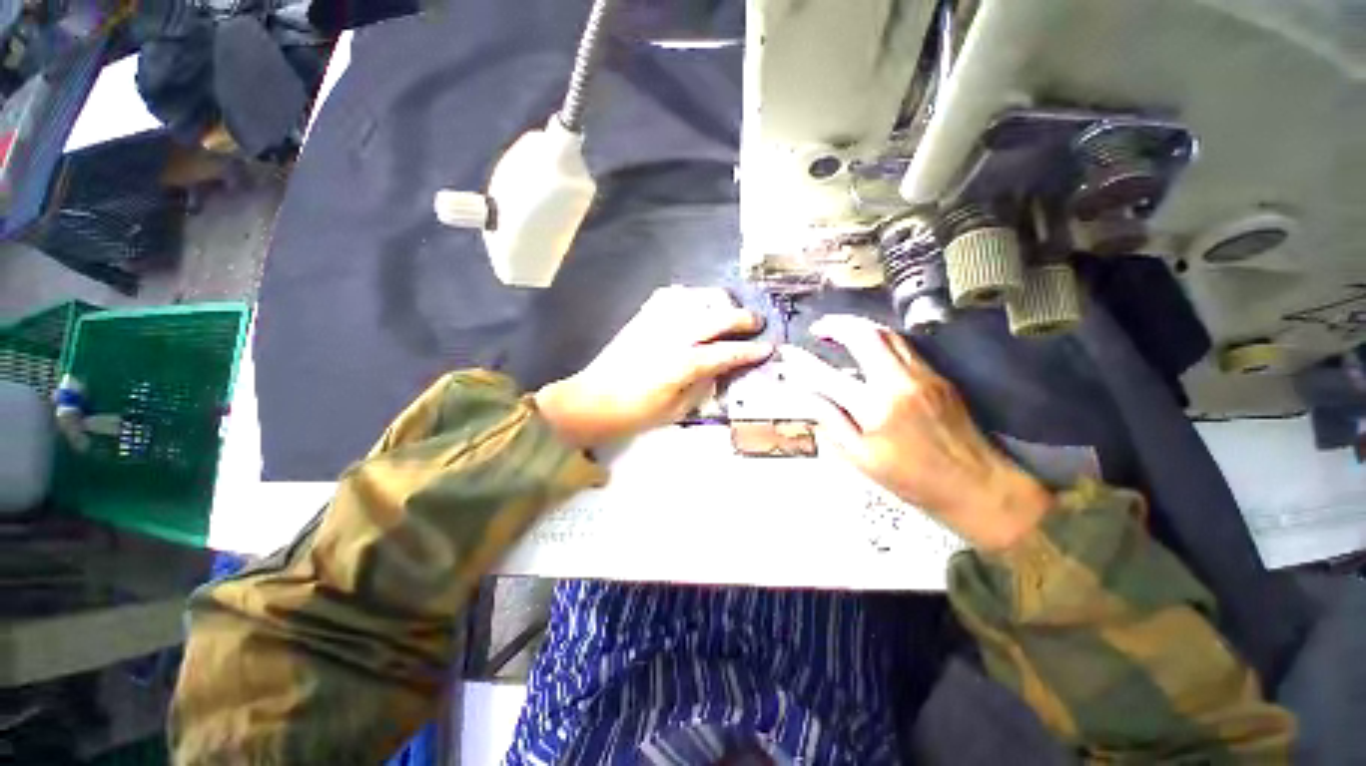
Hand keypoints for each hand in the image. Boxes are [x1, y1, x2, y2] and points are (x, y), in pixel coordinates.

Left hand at [535, 286, 772, 449]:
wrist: (592, 401)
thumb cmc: (635, 413)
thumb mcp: (676, 410)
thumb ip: (702, 385)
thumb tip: (719, 368)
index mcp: (683, 364)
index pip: (726, 352)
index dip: (749, 351)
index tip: (768, 348)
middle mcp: (673, 336)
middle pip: (716, 317)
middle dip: (742, 318)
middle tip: (757, 322)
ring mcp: (656, 322)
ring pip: (696, 298)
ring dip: (718, 302)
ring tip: (729, 310)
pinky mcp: (642, 317)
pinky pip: (670, 296)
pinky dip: (689, 296)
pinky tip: (695, 303)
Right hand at [782, 315, 1051, 550]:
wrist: (978, 486)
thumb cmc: (913, 480)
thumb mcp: (861, 459)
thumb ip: (831, 422)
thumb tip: (808, 396)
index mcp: (875, 410)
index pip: (826, 376)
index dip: (802, 362)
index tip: (787, 352)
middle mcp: (899, 383)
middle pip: (864, 336)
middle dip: (836, 325)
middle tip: (819, 328)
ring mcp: (923, 375)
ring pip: (887, 334)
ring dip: (859, 326)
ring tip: (839, 330)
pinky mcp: (938, 376)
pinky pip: (904, 346)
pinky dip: (879, 339)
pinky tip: (868, 347)